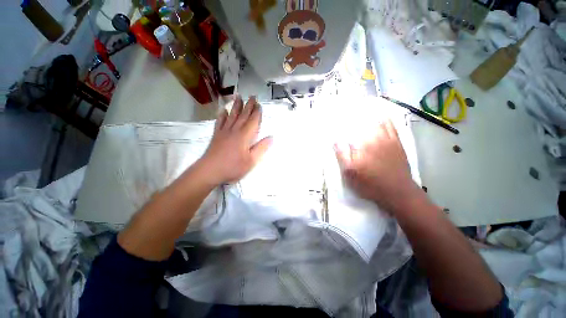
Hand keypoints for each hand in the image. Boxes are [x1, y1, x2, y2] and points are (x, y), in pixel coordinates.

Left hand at [199, 96, 272, 184]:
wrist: (210, 170)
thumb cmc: (233, 167)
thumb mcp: (251, 161)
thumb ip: (261, 148)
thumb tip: (271, 137)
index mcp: (244, 136)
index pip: (252, 121)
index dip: (257, 113)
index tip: (259, 104)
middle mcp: (234, 131)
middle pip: (243, 116)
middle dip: (248, 105)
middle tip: (252, 96)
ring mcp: (224, 132)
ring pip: (232, 116)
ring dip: (236, 106)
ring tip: (238, 97)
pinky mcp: (217, 135)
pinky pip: (220, 122)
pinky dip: (222, 116)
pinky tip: (223, 111)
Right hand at [334, 120, 418, 213]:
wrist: (397, 192)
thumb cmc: (369, 183)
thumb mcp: (350, 173)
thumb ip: (342, 155)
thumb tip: (335, 140)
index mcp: (362, 144)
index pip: (351, 128)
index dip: (343, 121)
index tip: (337, 117)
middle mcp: (375, 137)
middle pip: (364, 121)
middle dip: (355, 115)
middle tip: (347, 111)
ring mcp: (388, 138)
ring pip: (377, 120)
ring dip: (369, 114)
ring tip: (362, 107)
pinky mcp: (397, 142)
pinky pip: (391, 126)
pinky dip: (385, 118)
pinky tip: (381, 115)